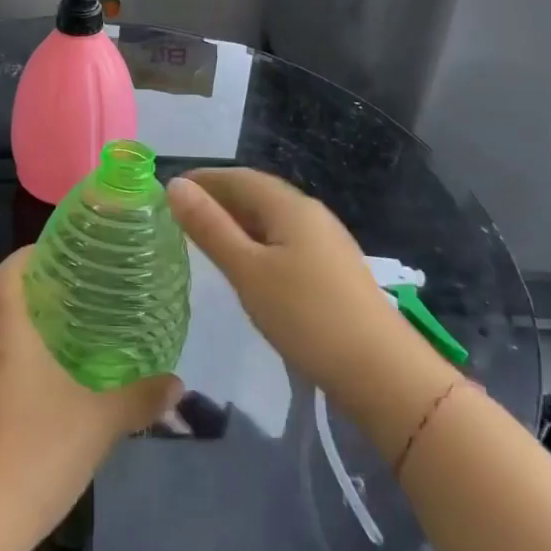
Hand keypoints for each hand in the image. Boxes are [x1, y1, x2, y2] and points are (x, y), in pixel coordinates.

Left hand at [0, 247, 180, 550]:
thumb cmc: (39, 450)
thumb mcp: (101, 421)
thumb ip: (140, 398)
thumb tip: (178, 383)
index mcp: (8, 334)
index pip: (7, 272)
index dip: (29, 255)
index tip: (62, 253)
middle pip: (5, 302)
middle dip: (39, 291)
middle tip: (82, 291)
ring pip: (2, 339)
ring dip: (32, 330)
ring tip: (74, 334)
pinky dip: (24, 363)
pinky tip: (55, 387)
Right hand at [168, 169, 442, 415]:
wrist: (382, 373)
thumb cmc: (306, 315)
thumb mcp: (247, 270)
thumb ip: (210, 227)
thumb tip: (175, 185)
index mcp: (289, 206)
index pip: (239, 177)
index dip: (204, 179)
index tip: (168, 190)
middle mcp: (310, 214)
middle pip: (257, 195)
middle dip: (218, 199)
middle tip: (179, 216)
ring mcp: (326, 243)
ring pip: (271, 221)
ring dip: (236, 222)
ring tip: (204, 239)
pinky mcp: (332, 271)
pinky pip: (284, 242)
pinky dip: (256, 243)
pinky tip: (246, 267)